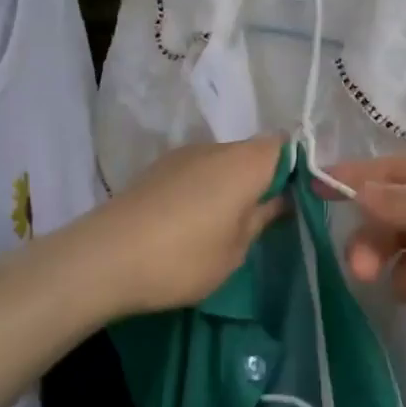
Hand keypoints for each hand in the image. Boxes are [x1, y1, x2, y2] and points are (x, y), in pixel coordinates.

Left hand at [79, 136, 290, 317]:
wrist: (102, 260)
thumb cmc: (183, 259)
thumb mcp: (236, 248)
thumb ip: (263, 217)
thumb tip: (282, 199)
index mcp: (245, 162)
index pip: (287, 146)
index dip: (300, 168)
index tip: (303, 199)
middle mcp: (216, 148)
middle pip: (255, 151)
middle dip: (268, 177)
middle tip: (271, 217)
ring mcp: (183, 156)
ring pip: (225, 160)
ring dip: (236, 183)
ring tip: (233, 223)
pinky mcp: (158, 169)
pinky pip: (199, 170)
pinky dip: (209, 187)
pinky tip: (198, 220)